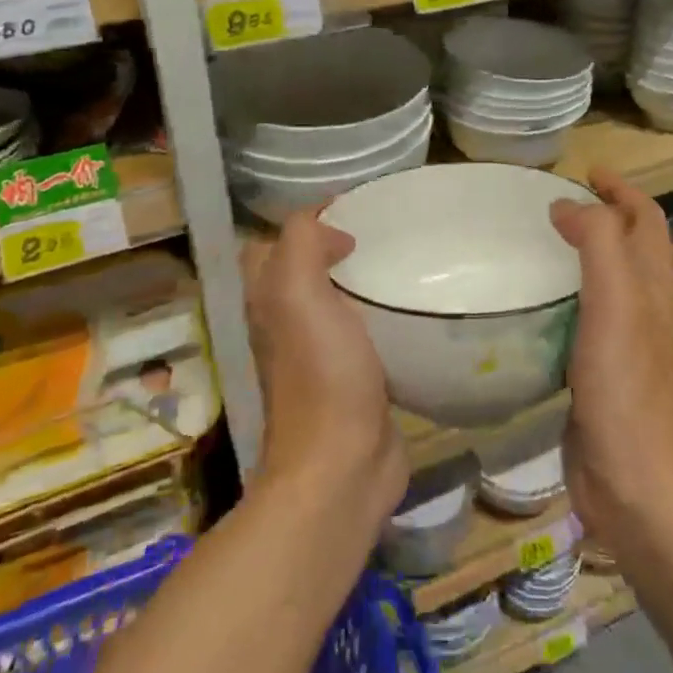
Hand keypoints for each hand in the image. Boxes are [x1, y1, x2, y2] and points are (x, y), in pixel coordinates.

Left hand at [243, 210, 406, 524]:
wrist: (342, 466)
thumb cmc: (321, 374)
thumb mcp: (299, 294)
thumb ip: (302, 245)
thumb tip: (331, 231)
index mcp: (268, 301)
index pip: (270, 245)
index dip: (302, 221)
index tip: (351, 207)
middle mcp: (285, 324)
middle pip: (300, 270)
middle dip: (330, 245)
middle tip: (377, 231)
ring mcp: (318, 354)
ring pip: (331, 300)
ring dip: (356, 279)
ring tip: (397, 260)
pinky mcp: (351, 377)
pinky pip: (360, 329)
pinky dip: (376, 312)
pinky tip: (404, 306)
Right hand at [551, 169, 672, 549]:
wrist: (637, 487)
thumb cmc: (626, 390)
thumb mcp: (615, 304)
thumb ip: (598, 244)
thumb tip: (569, 205)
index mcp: (653, 288)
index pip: (646, 221)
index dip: (622, 190)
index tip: (586, 172)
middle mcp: (645, 311)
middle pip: (630, 248)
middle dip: (602, 217)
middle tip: (553, 206)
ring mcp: (624, 347)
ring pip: (608, 285)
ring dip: (583, 258)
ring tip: (538, 247)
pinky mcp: (600, 377)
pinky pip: (583, 322)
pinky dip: (564, 300)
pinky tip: (533, 309)